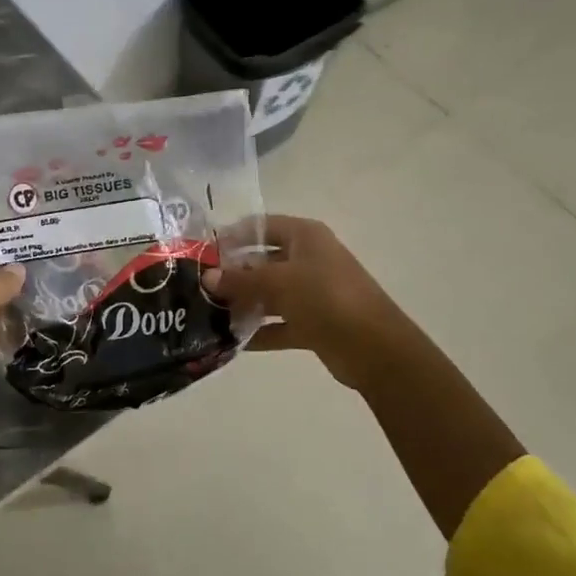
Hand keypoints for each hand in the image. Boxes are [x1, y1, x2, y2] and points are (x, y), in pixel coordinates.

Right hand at [205, 215, 422, 390]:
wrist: (375, 348)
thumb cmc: (326, 297)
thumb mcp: (279, 282)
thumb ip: (241, 280)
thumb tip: (207, 278)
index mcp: (305, 236)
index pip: (260, 226)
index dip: (232, 236)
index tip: (203, 252)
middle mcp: (308, 259)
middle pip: (262, 261)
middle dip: (233, 275)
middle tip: (200, 288)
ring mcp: (313, 292)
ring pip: (270, 294)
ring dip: (244, 305)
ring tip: (209, 316)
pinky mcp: (314, 323)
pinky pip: (279, 324)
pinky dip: (259, 332)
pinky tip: (231, 342)